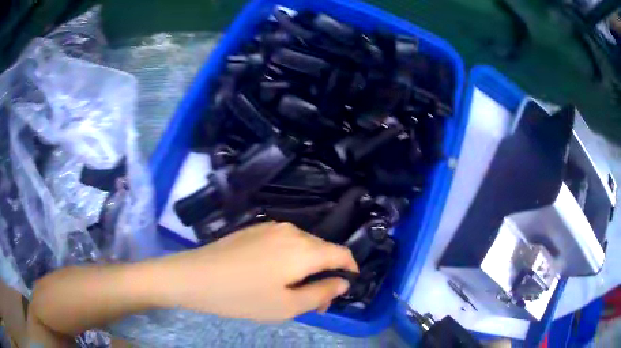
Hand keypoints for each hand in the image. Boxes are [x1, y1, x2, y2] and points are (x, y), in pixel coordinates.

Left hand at [160, 222, 358, 320]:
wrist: (195, 276)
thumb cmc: (242, 297)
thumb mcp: (287, 306)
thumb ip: (321, 294)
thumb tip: (343, 283)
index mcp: (303, 249)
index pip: (341, 253)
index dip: (350, 268)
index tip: (346, 285)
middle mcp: (292, 231)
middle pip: (322, 249)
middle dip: (326, 273)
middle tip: (314, 301)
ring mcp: (271, 227)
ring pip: (303, 246)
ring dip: (307, 266)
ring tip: (292, 290)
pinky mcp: (255, 228)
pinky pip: (285, 242)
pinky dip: (290, 258)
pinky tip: (272, 274)